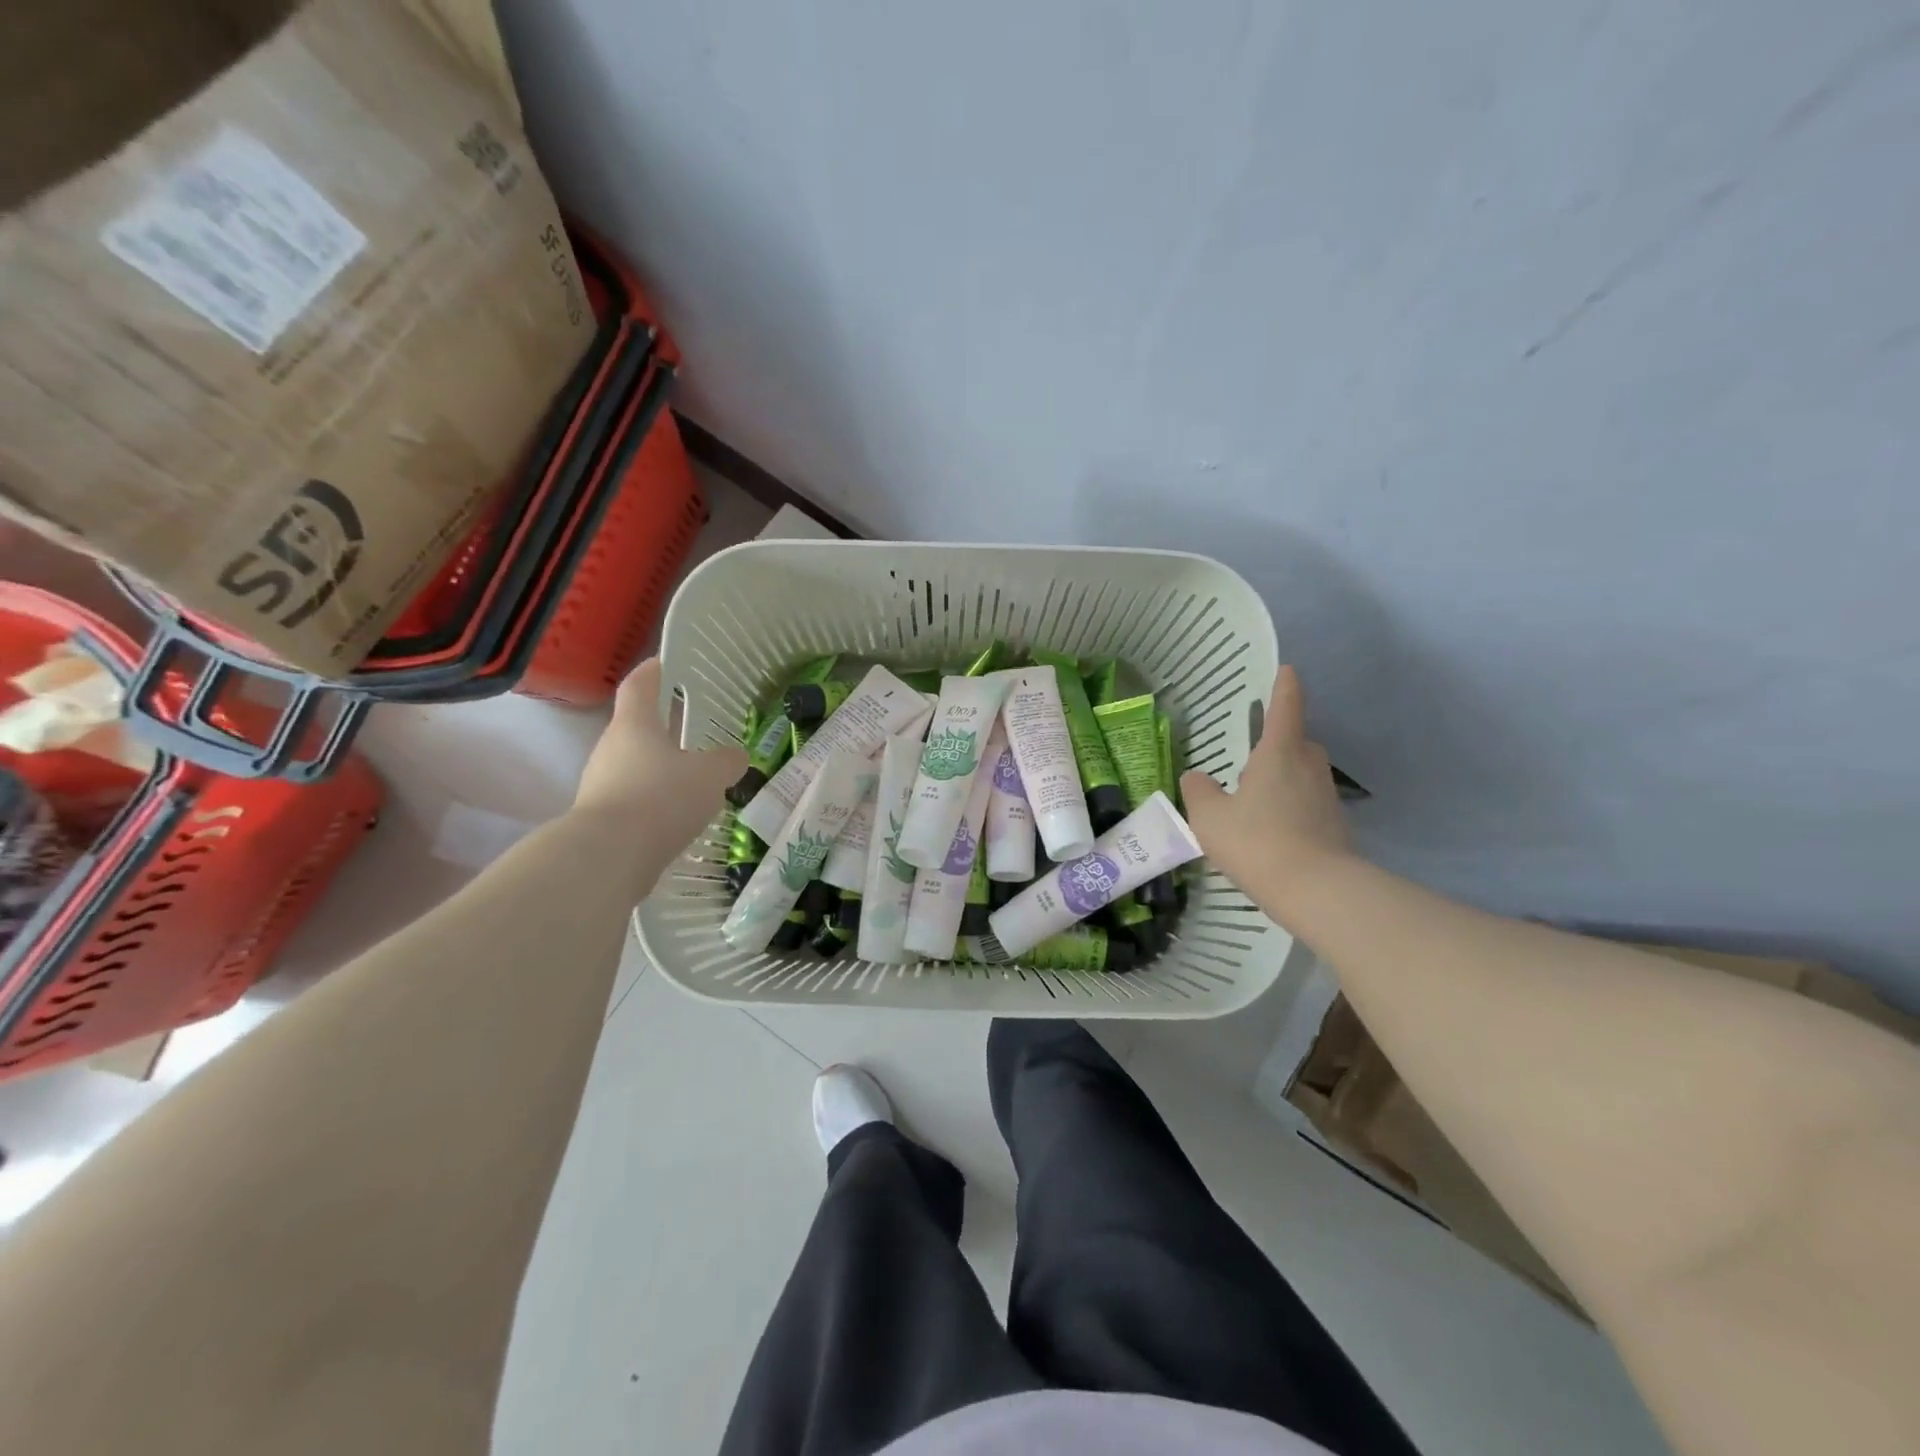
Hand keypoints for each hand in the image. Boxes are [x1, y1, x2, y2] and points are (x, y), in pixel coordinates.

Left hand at [575, 659, 746, 851]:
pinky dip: (655, 800)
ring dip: (662, 768)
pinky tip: (679, 815)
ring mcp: (601, 783)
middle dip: (665, 727)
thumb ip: (726, 762)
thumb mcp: (709, 776)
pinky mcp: (602, 816)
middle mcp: (611, 747)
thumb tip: (736, 756)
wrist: (608, 857)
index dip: (653, 670)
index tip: (668, 662)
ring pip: (636, 765)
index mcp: (634, 725)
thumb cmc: (660, 798)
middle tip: (695, 729)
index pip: (639, 685)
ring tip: (694, 778)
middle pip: (637, 727)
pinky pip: (634, 797)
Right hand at [1181, 666, 1350, 892]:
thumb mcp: (1210, 817)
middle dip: (1280, 743)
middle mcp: (1309, 767)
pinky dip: (1293, 809)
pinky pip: (1309, 804)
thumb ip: (1199, 792)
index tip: (1286, 669)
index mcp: (1279, 753)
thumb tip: (1195, 778)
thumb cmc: (1257, 840)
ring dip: (1285, 779)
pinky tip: (1272, 832)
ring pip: (1304, 775)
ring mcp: (1327, 797)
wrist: (1316, 890)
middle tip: (1252, 758)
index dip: (1284, 686)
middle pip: (1298, 742)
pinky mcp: (1336, 827)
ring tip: (1256, 801)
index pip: (1286, 707)